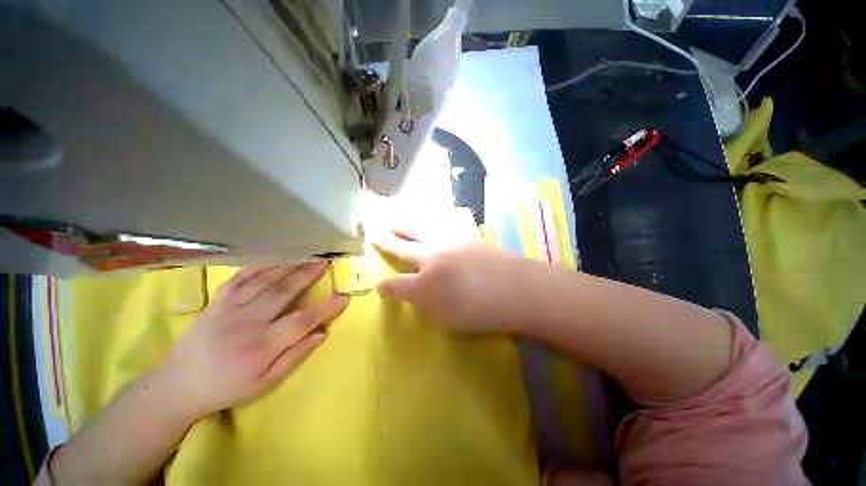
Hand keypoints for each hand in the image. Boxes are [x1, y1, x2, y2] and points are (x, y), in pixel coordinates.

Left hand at [156, 263, 348, 420]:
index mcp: (261, 347)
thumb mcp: (264, 384)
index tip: (343, 298)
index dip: (325, 309)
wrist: (177, 387)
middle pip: (283, 293)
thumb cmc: (226, 389)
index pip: (302, 321)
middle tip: (325, 262)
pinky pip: (237, 280)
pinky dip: (256, 268)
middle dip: (307, 275)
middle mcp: (246, 323)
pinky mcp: (215, 304)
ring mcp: (228, 310)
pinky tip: (272, 260)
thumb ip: (294, 357)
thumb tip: (321, 334)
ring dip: (287, 267)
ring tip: (305, 256)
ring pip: (263, 282)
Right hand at [374, 231, 520, 332]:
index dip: (386, 286)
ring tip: (396, 222)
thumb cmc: (479, 311)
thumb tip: (410, 294)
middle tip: (378, 236)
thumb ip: (423, 305)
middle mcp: (432, 257)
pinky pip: (444, 228)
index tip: (379, 286)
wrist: (516, 288)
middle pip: (405, 248)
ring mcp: (451, 243)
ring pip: (422, 231)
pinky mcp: (468, 237)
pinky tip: (431, 225)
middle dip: (389, 243)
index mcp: (424, 282)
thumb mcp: (445, 319)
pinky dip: (432, 225)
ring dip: (407, 227)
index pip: (397, 284)